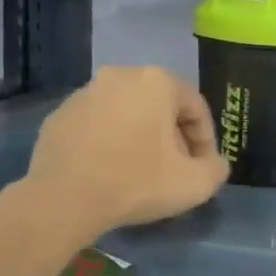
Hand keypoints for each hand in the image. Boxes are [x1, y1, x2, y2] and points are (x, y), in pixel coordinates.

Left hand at [27, 67, 229, 233]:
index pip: (195, 107)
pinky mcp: (58, 116)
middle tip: (176, 169)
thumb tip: (214, 164)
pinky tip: (110, 171)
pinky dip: (109, 142)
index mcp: (156, 81)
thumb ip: (216, 169)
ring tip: (142, 172)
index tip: (203, 168)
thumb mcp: (196, 183)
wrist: (64, 200)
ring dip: (140, 137)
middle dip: (173, 137)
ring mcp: (84, 94)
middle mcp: (119, 76)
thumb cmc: (137, 183)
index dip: (206, 140)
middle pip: (160, 107)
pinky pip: (97, 126)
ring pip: (127, 114)